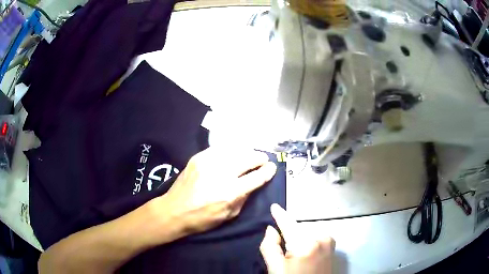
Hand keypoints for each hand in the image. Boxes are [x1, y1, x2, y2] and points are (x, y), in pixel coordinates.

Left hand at [157, 147, 276, 235]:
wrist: (174, 210)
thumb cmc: (202, 218)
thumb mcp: (229, 215)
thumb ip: (244, 198)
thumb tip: (253, 183)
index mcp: (230, 192)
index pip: (256, 177)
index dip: (267, 171)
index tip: (272, 167)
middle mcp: (221, 174)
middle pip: (247, 159)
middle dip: (260, 158)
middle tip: (264, 159)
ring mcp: (208, 163)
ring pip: (235, 150)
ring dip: (247, 151)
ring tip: (251, 154)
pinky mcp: (198, 158)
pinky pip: (219, 148)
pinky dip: (231, 149)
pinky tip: (234, 152)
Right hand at [260, 204, 334, 273]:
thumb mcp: (275, 268)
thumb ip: (270, 247)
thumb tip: (271, 229)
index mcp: (306, 244)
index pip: (289, 224)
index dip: (280, 215)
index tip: (274, 206)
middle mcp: (321, 238)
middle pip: (299, 229)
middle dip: (289, 234)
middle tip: (284, 251)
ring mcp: (329, 241)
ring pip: (307, 232)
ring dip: (299, 238)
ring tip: (294, 254)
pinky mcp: (332, 246)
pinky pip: (315, 236)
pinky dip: (307, 240)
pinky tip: (304, 253)